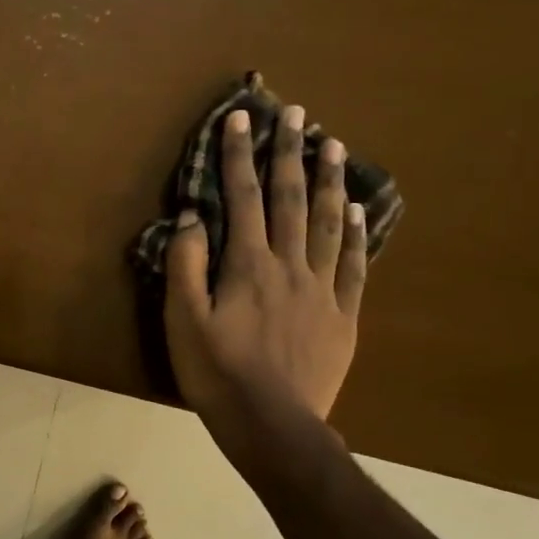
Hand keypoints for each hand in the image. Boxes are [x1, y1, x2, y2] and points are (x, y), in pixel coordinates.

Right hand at [164, 105, 367, 430]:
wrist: (271, 425)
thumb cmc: (216, 372)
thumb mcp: (183, 319)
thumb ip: (186, 265)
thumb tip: (191, 217)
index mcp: (247, 265)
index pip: (243, 198)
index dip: (238, 156)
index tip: (240, 118)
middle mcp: (289, 266)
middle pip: (290, 200)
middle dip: (289, 154)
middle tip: (297, 113)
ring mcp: (322, 290)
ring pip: (327, 225)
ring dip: (328, 182)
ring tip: (334, 145)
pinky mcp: (342, 317)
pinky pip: (353, 267)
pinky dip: (354, 236)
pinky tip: (356, 212)